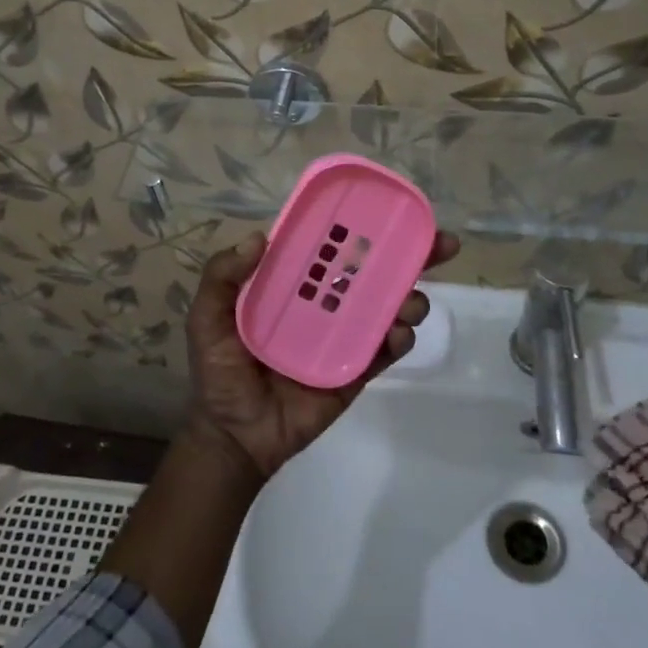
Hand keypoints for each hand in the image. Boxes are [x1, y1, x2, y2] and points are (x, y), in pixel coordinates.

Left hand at [185, 230, 459, 478]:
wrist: (234, 437)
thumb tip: (258, 237)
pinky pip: (385, 351)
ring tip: (410, 301)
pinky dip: (399, 339)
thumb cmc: (219, 373)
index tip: (390, 210)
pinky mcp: (357, 371)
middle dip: (411, 255)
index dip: (360, 228)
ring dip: (409, 297)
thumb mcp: (206, 320)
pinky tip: (398, 334)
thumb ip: (221, 277)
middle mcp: (324, 303)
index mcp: (293, 285)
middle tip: (441, 243)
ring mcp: (344, 337)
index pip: (330, 248)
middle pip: (372, 272)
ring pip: (387, 307)